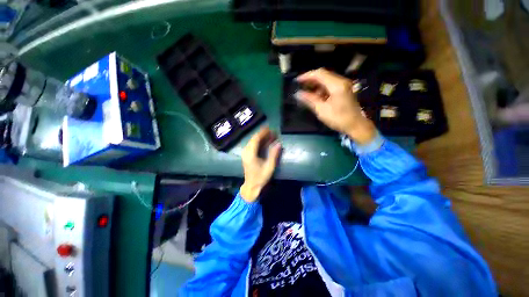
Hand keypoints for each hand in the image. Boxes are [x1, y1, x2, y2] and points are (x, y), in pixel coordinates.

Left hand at [240, 127, 281, 202]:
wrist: (251, 186)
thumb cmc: (260, 177)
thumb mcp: (269, 167)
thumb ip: (274, 155)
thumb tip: (279, 144)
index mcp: (250, 154)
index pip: (256, 139)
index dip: (263, 133)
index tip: (270, 128)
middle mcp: (246, 152)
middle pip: (254, 139)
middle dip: (263, 134)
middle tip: (272, 132)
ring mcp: (245, 153)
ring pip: (253, 141)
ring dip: (261, 138)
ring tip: (271, 135)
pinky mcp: (246, 155)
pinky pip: (252, 145)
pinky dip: (259, 142)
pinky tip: (266, 142)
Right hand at [296, 68, 376, 144]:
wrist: (356, 125)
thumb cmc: (338, 118)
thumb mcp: (321, 110)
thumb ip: (309, 100)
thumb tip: (298, 94)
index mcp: (336, 85)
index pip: (319, 74)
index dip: (307, 76)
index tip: (297, 81)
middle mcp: (341, 81)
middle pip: (323, 75)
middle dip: (310, 80)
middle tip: (300, 86)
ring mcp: (343, 85)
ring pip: (326, 80)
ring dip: (315, 85)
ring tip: (305, 92)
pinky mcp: (343, 90)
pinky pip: (329, 85)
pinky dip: (321, 89)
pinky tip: (315, 96)